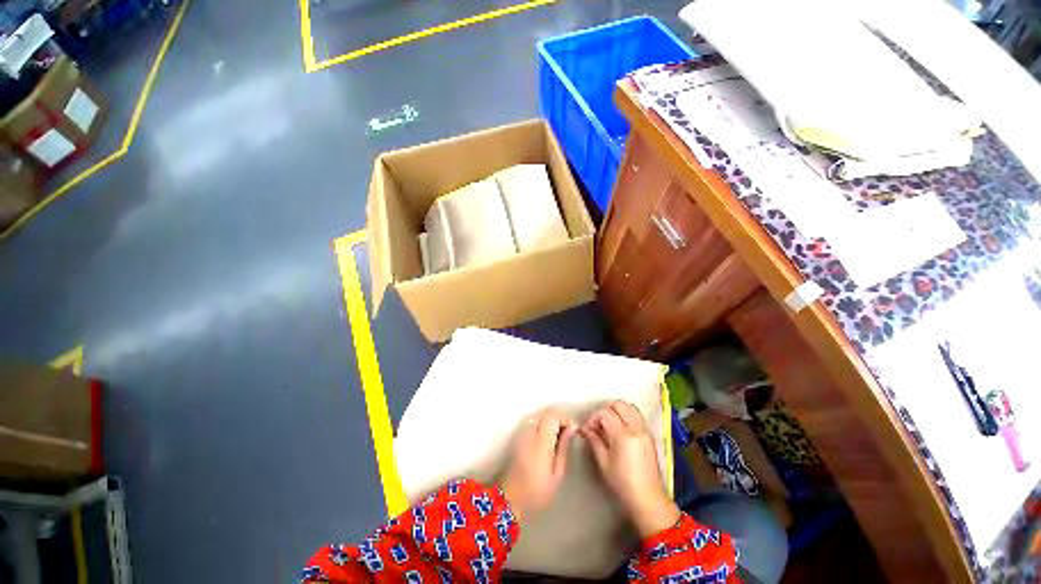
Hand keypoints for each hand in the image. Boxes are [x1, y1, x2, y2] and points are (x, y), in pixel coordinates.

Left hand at [501, 408, 576, 522]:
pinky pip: (532, 422)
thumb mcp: (557, 473)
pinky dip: (542, 424)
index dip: (566, 419)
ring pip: (538, 416)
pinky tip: (547, 438)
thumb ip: (564, 447)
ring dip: (550, 421)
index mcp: (541, 441)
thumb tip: (572, 428)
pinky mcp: (517, 437)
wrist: (511, 499)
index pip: (554, 416)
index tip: (573, 430)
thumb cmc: (537, 491)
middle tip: (568, 432)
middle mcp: (530, 432)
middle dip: (558, 418)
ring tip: (558, 435)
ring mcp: (522, 434)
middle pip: (545, 414)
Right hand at [581, 400, 680, 537]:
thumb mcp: (603, 462)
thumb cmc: (622, 483)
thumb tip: (585, 429)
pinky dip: (626, 416)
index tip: (588, 428)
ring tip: (609, 425)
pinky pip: (636, 416)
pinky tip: (620, 429)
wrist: (648, 499)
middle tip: (598, 424)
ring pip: (629, 407)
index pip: (605, 413)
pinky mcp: (650, 435)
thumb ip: (594, 441)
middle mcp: (636, 428)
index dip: (593, 417)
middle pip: (619, 405)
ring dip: (617, 411)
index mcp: (623, 435)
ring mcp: (645, 430)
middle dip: (605, 410)